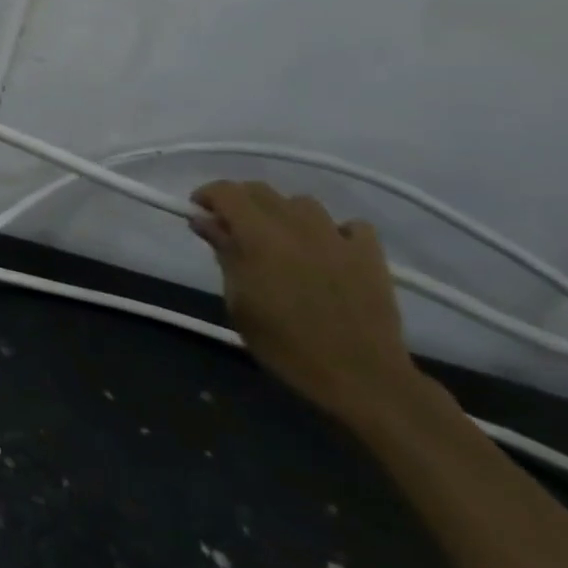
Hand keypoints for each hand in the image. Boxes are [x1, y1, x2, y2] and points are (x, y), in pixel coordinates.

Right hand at [190, 180, 420, 426]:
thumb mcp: (238, 302)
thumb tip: (205, 221)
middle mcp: (298, 226)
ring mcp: (338, 237)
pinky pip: (349, 225)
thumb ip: (224, 254)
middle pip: (262, 191)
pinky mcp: (370, 254)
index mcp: (260, 236)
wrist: (359, 376)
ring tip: (279, 240)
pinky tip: (326, 251)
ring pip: (302, 203)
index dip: (207, 195)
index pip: (227, 192)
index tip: (198, 212)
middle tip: (230, 228)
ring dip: (283, 213)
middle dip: (239, 201)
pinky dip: (332, 231)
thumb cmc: (284, 344)